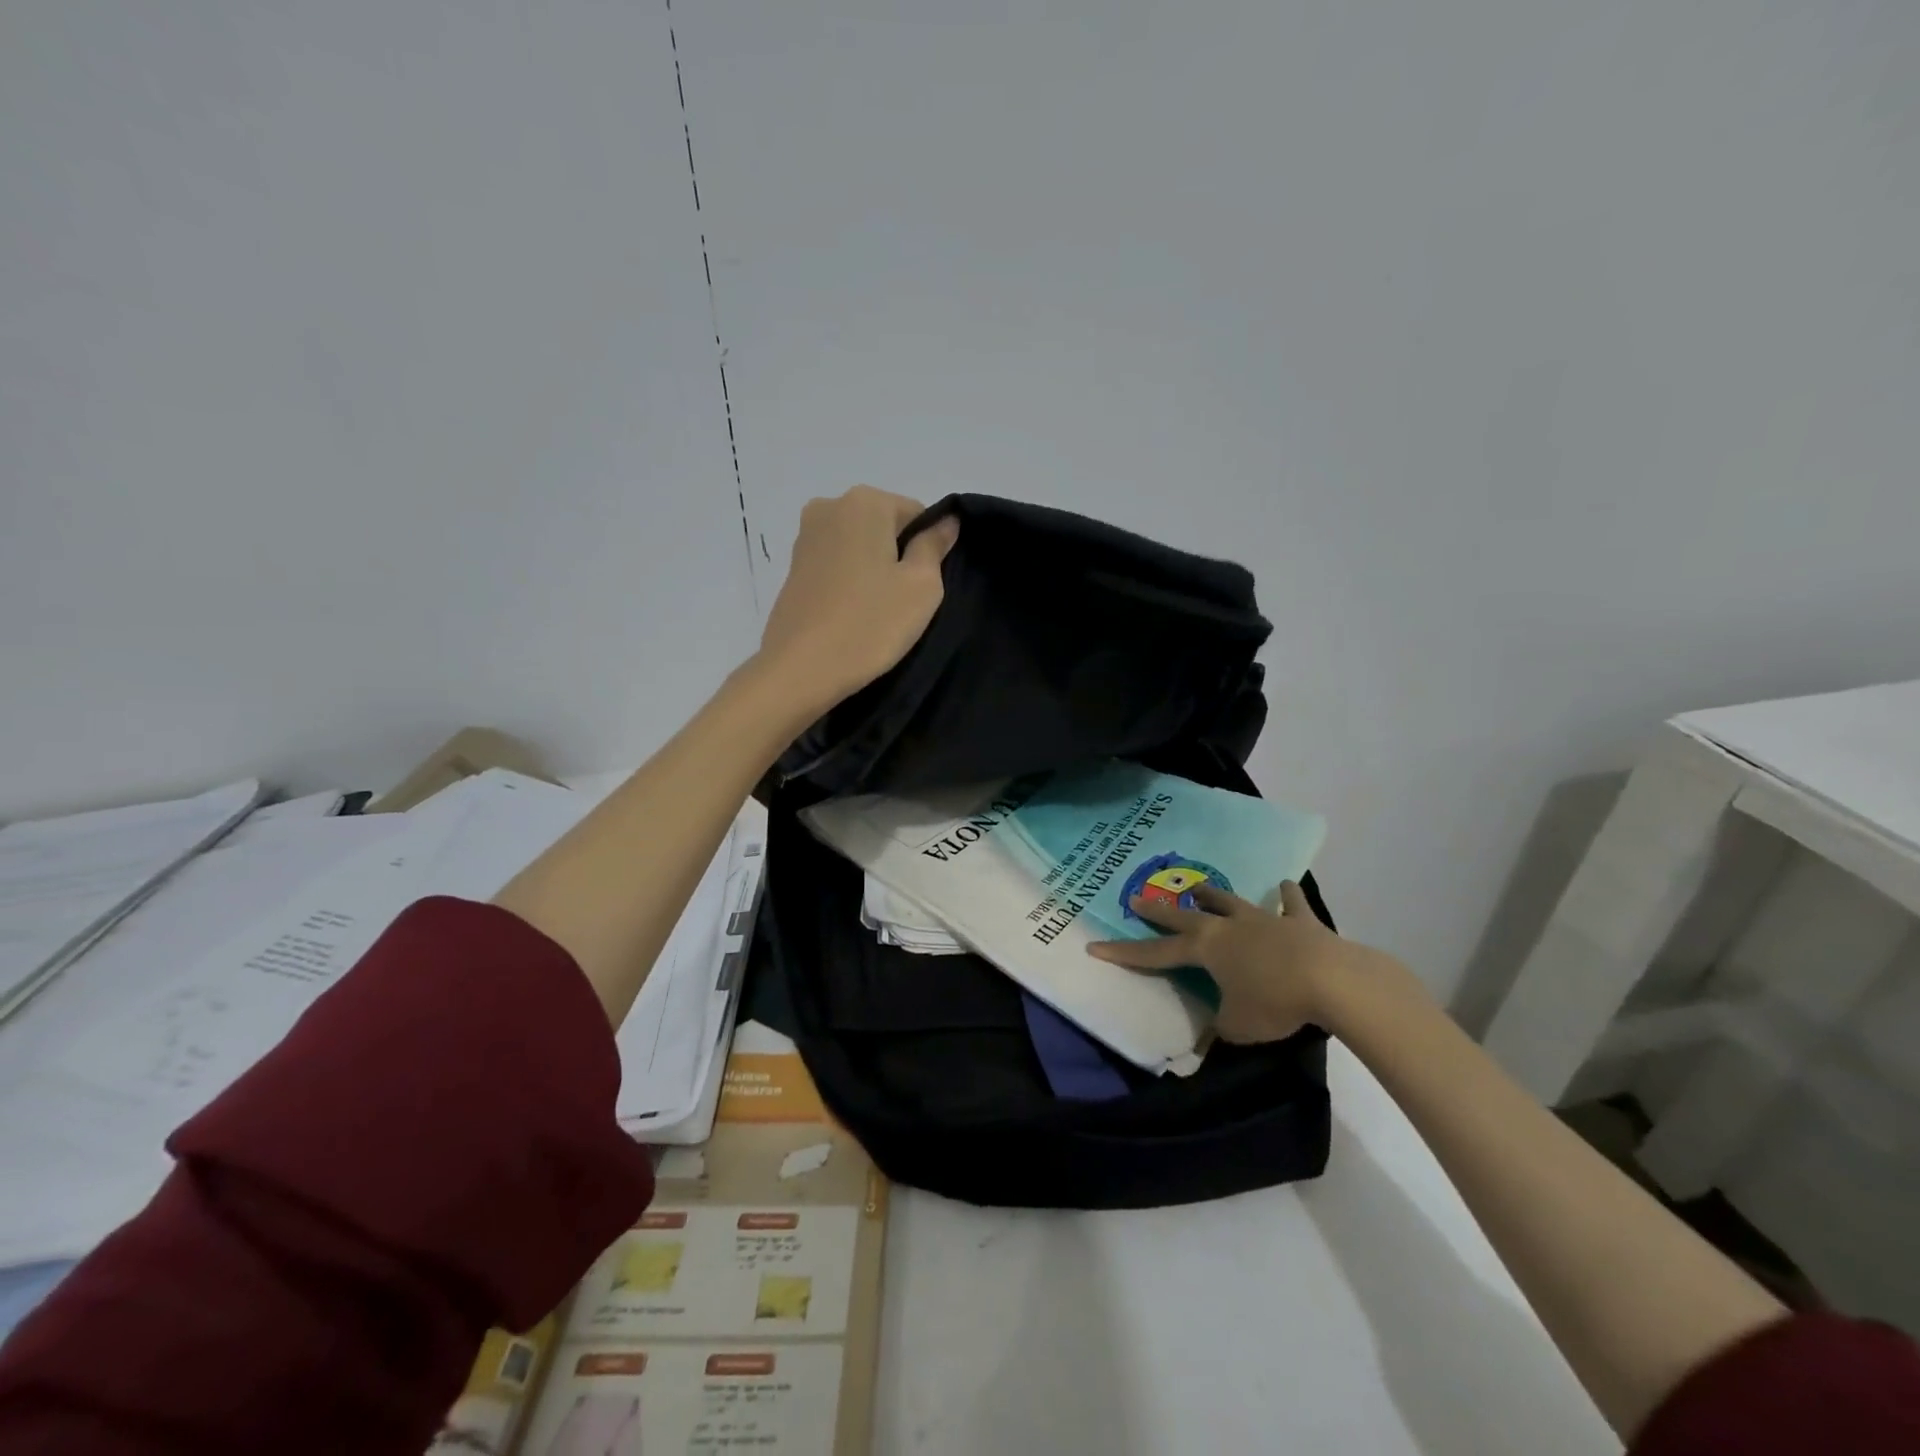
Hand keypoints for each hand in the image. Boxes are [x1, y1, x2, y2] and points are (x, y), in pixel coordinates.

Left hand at [756, 486, 958, 713]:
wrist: (800, 669)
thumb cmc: (870, 624)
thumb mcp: (922, 586)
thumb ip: (935, 546)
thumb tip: (946, 520)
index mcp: (865, 501)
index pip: (917, 513)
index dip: (928, 548)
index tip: (924, 586)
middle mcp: (829, 506)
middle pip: (885, 526)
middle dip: (899, 556)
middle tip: (903, 601)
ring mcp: (805, 536)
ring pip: (859, 546)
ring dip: (874, 570)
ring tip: (877, 611)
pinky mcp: (792, 567)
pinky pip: (837, 565)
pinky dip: (850, 582)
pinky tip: (853, 614)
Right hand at [1087, 881, 1414, 1043]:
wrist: (1331, 980)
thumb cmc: (1275, 1003)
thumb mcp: (1239, 1027)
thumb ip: (1221, 1028)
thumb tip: (1212, 1036)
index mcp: (1206, 949)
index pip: (1156, 953)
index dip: (1125, 953)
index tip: (1096, 947)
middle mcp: (1228, 927)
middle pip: (1184, 915)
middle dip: (1158, 910)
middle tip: (1137, 898)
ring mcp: (1264, 919)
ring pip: (1230, 901)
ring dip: (1212, 896)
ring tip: (1199, 888)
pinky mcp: (1299, 922)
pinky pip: (1290, 905)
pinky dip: (1286, 897)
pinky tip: (1285, 886)